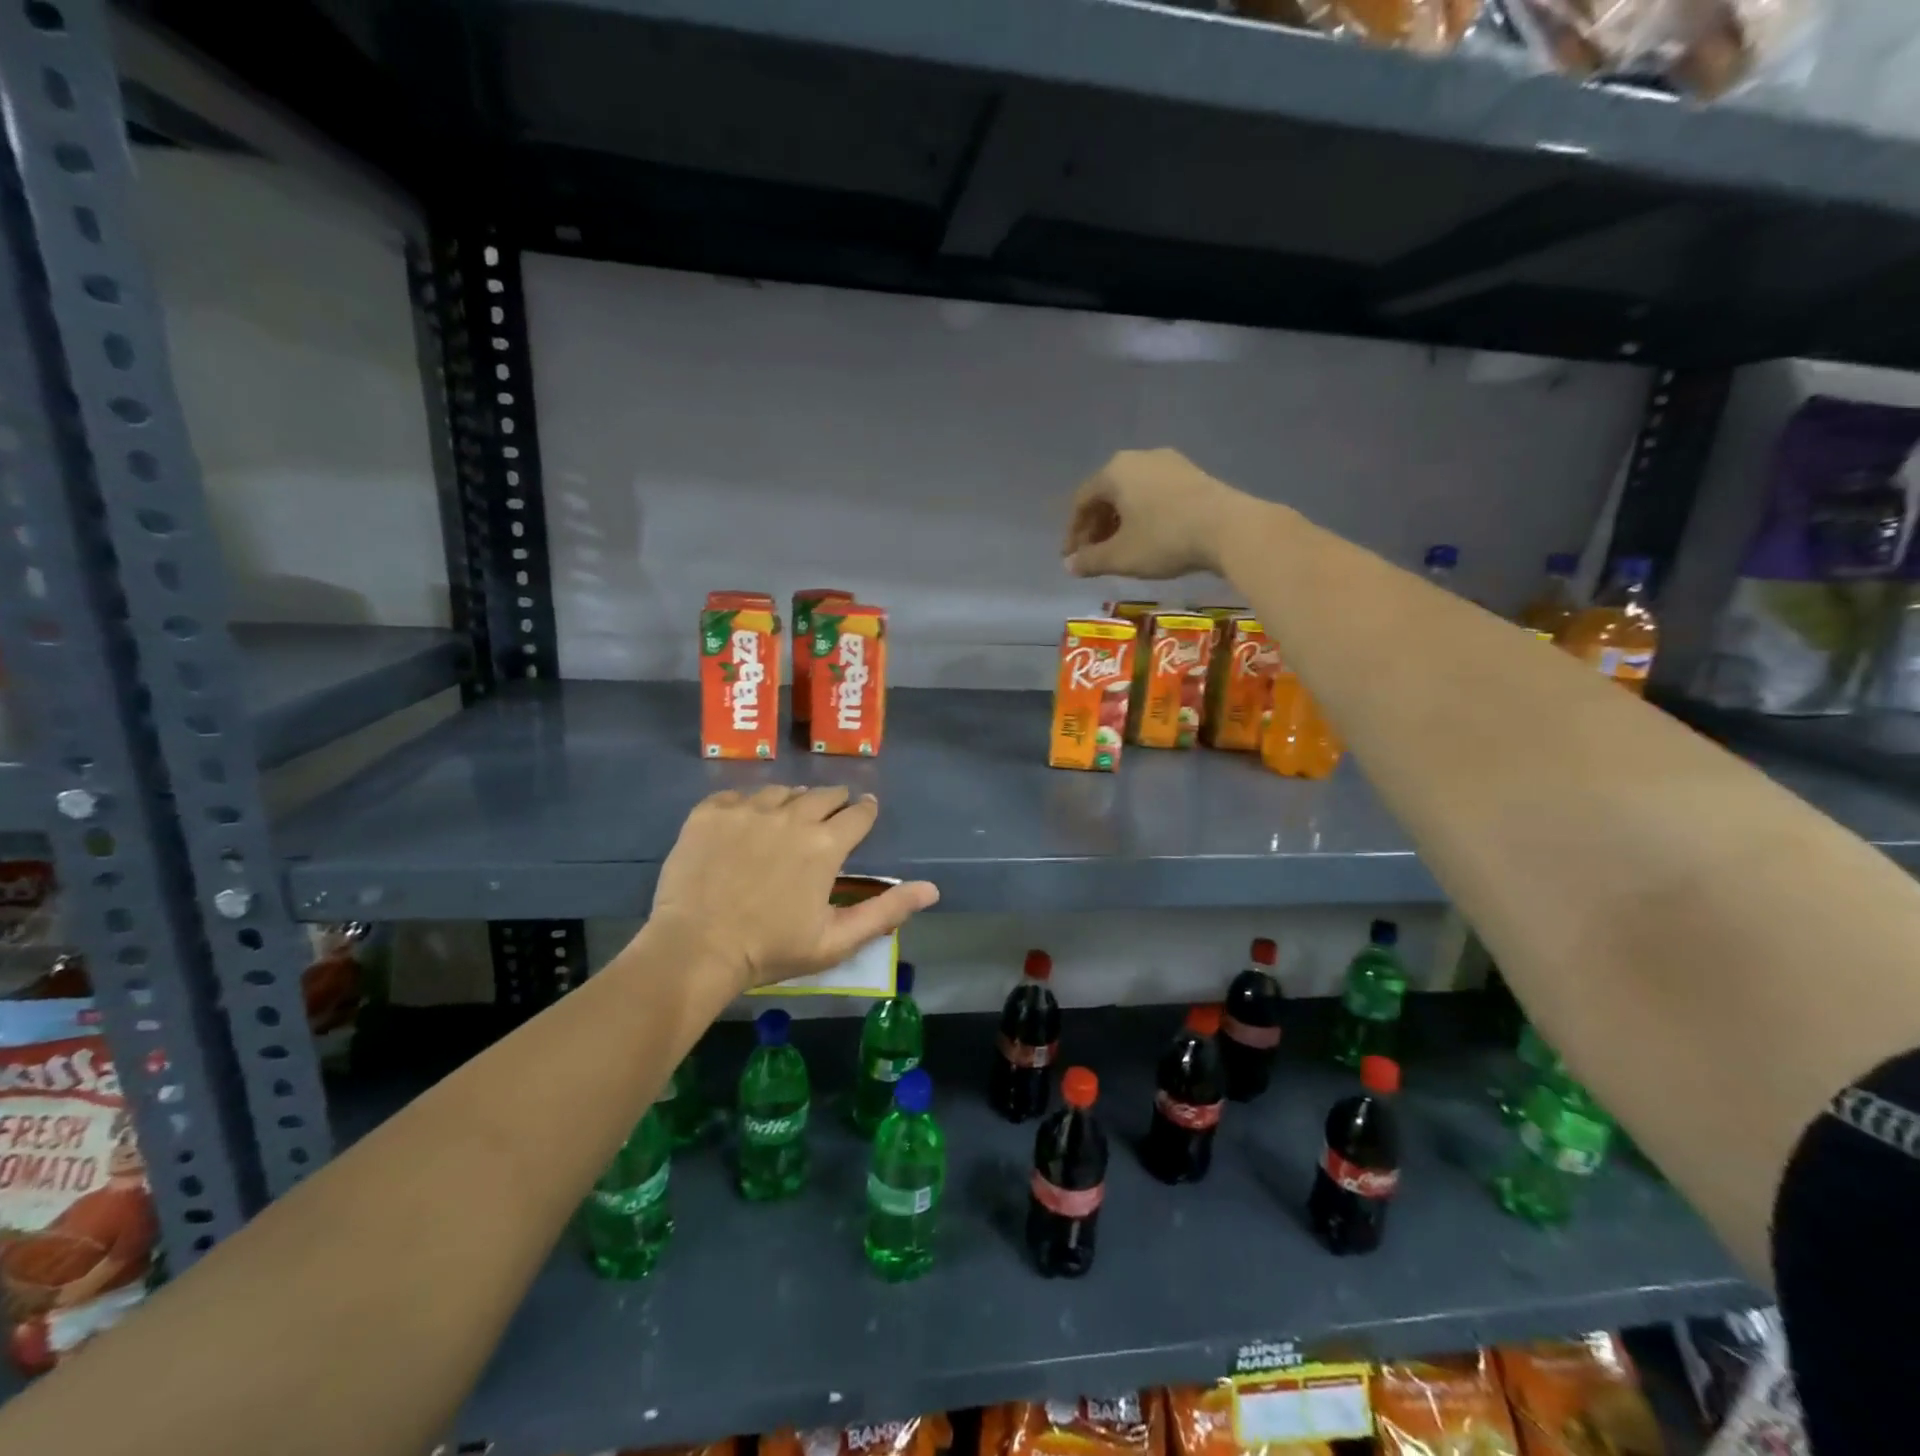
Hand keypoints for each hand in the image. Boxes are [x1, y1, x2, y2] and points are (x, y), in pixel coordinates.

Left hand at [648, 786, 938, 994]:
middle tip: (830, 816)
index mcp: (825, 845)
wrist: (695, 949)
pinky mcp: (711, 811)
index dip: (865, 811)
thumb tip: (932, 889)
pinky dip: (748, 805)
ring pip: (782, 791)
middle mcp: (791, 816)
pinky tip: (745, 823)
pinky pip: (739, 795)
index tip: (865, 811)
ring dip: (792, 802)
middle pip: (823, 794)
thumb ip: (886, 910)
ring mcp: (748, 809)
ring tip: (786, 819)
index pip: (858, 814)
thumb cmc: (771, 949)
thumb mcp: (836, 939)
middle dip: (834, 802)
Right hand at [1062, 449, 1249, 579]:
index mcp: (1114, 471)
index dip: (1073, 532)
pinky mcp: (1192, 474)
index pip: (1082, 501)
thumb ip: (1090, 560)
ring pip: (1132, 493)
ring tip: (1121, 549)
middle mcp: (1139, 457)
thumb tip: (1070, 565)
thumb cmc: (1164, 539)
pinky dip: (1144, 515)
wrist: (1229, 528)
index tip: (1072, 558)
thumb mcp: (1120, 556)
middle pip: (1107, 494)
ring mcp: (1169, 463)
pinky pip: (1155, 494)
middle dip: (1097, 526)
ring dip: (1120, 522)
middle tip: (1095, 555)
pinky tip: (1149, 538)